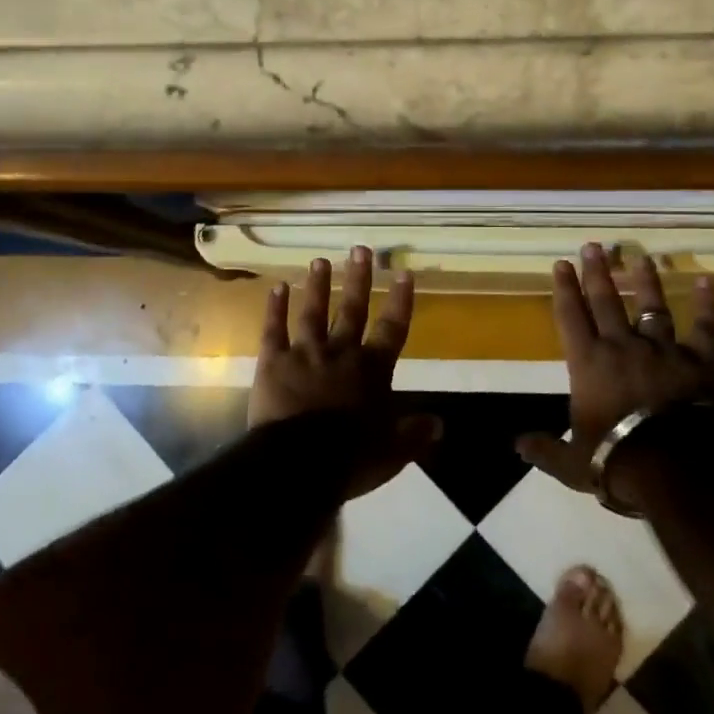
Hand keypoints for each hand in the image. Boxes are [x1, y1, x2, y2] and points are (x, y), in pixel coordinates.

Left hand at [250, 246, 439, 498]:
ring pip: (313, 312)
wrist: (298, 464)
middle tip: (360, 249)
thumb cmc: (349, 460)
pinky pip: (274, 330)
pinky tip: (277, 287)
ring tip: (320, 260)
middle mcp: (341, 352)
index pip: (392, 329)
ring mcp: (305, 353)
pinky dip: (275, 308)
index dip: (400, 301)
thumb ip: (413, 434)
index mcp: (372, 370)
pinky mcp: (273, 361)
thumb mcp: (391, 452)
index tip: (404, 273)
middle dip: (358, 279)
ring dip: (318, 285)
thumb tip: (440, 423)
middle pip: (353, 309)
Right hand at [516, 242, 713, 496]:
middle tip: (593, 245)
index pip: (571, 317)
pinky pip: (705, 328)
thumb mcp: (571, 462)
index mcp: (588, 364)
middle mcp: (622, 346)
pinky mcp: (698, 361)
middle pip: (606, 301)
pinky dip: (708, 305)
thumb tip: (518, 445)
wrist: (674, 466)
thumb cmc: (616, 460)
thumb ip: (545, 449)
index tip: (561, 263)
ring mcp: (662, 350)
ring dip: (645, 280)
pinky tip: (708, 281)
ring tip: (640, 256)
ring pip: (651, 306)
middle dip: (597, 272)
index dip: (564, 289)